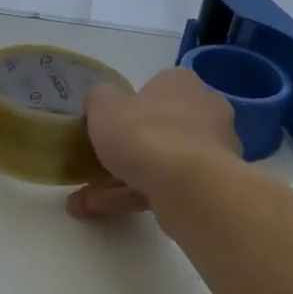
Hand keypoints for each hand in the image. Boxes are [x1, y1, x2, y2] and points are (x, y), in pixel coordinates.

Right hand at [65, 68, 238, 219]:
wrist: (187, 186)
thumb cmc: (143, 134)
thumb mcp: (104, 107)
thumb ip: (99, 98)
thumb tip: (102, 100)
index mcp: (181, 84)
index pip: (156, 87)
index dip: (129, 106)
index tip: (107, 125)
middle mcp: (203, 111)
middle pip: (159, 127)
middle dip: (125, 149)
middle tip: (93, 163)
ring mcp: (210, 152)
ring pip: (159, 162)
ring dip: (119, 180)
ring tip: (82, 198)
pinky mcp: (207, 186)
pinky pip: (163, 187)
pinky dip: (130, 196)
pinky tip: (96, 209)